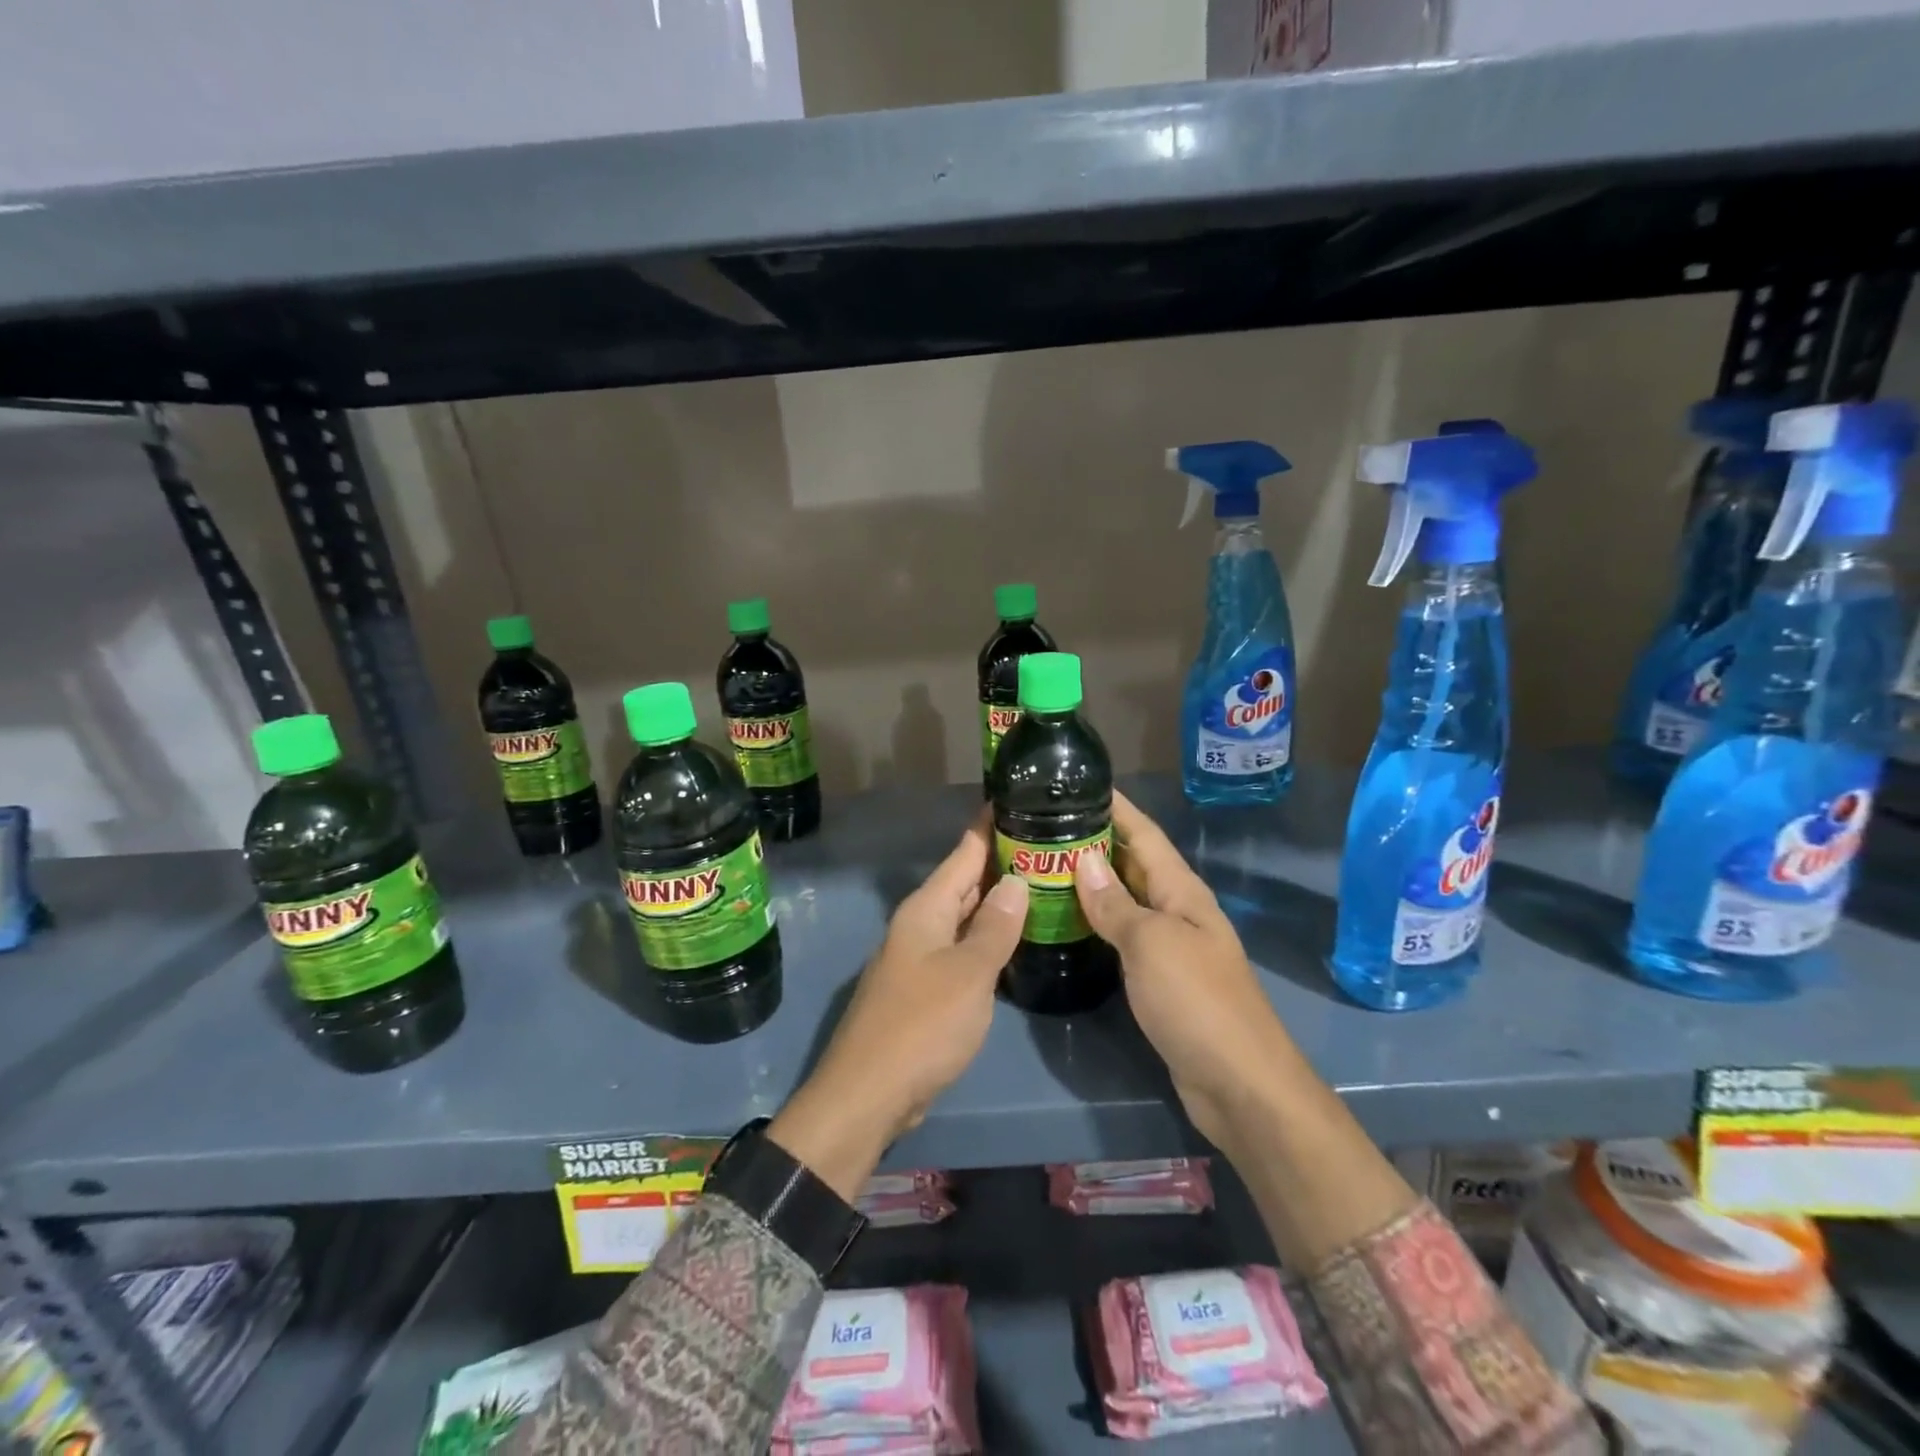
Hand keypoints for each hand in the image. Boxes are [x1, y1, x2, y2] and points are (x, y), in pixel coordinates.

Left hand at [768, 812, 1027, 1200]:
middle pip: (965, 881)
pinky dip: (989, 936)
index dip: (990, 825)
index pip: (964, 852)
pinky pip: (963, 947)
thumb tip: (1016, 880)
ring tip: (1042, 882)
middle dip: (1002, 862)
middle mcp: (921, 924)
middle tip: (1049, 842)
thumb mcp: (968, 973)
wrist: (868, 1094)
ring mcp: (921, 956)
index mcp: (927, 909)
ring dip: (998, 900)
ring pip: (966, 915)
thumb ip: (994, 927)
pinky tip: (1015, 938)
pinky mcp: (926, 987)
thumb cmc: (921, 1026)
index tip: (1020, 798)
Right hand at [1072, 792, 1295, 1160]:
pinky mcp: (1159, 978)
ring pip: (1125, 899)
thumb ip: (1116, 904)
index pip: (1144, 834)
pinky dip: (1097, 920)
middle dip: (1095, 839)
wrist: (1239, 1084)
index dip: (1116, 807)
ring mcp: (1169, 945)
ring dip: (1091, 881)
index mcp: (1181, 891)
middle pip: (1133, 863)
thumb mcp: (1152, 945)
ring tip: (1045, 863)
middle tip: (1044, 824)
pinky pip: (1123, 934)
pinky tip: (1068, 919)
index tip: (1078, 782)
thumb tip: (1084, 860)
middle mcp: (1177, 910)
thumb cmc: (1197, 1002)